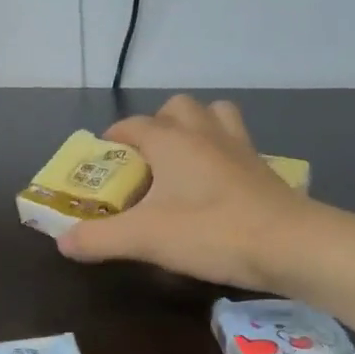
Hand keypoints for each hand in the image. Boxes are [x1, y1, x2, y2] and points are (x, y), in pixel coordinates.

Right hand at [56, 95, 338, 290]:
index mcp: (172, 141)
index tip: (102, 160)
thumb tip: (63, 242)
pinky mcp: (263, 170)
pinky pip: (237, 145)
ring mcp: (240, 149)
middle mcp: (205, 134)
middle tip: (146, 161)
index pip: (134, 125)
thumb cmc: (210, 232)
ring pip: (215, 117)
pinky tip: (214, 186)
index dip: (113, 139)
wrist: (291, 245)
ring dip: (196, 129)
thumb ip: (98, 238)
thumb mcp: (143, 239)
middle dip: (158, 125)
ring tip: (182, 163)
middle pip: (178, 108)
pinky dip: (221, 154)